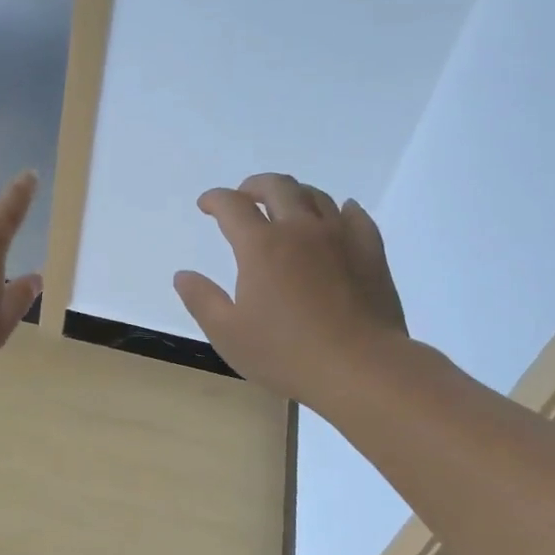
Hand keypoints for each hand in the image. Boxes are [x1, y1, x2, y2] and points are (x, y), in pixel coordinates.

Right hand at [173, 173, 407, 403]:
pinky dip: (340, 209)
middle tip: (244, 197)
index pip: (232, 205)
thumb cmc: (285, 354)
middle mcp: (300, 229)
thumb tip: (183, 275)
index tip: (206, 205)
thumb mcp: (227, 334)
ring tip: (285, 206)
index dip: (215, 199)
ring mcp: (339, 237)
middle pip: (277, 187)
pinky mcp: (370, 252)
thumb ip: (201, 300)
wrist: (360, 368)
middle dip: (254, 186)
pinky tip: (339, 214)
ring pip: (316, 196)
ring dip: (293, 194)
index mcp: (261, 246)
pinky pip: (356, 216)